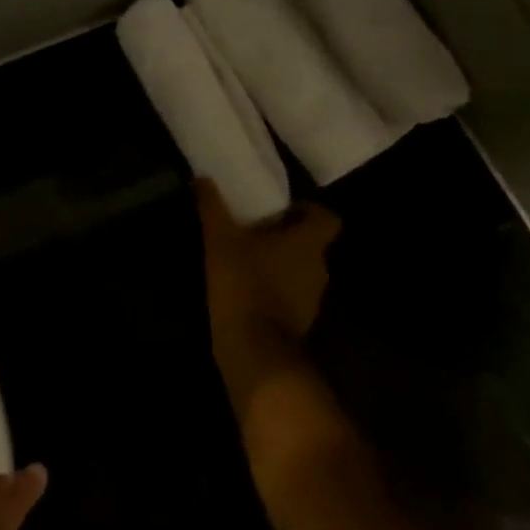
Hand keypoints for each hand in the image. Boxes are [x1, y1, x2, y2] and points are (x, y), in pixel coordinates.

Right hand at [199, 179, 339, 343]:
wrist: (253, 351)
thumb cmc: (244, 283)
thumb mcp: (220, 238)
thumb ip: (213, 206)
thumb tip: (202, 178)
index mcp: (309, 243)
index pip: (327, 218)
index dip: (308, 210)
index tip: (281, 209)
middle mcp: (319, 268)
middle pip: (311, 244)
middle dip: (287, 236)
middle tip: (255, 228)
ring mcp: (312, 299)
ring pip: (301, 270)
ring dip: (281, 263)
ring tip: (247, 257)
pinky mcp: (299, 323)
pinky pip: (291, 295)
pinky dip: (275, 289)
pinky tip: (246, 287)